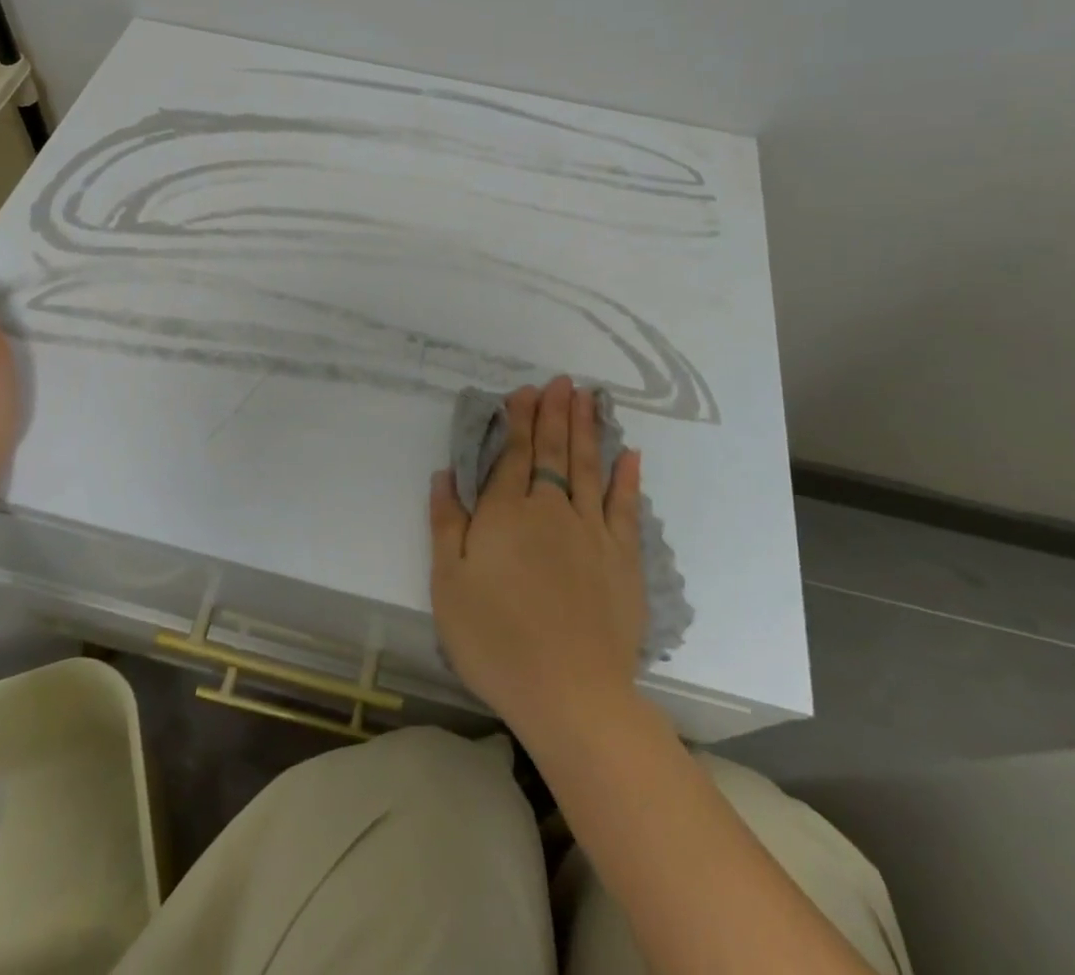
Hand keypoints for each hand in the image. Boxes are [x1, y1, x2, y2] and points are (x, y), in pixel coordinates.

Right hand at [429, 377, 647, 743]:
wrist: (568, 692)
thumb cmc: (495, 639)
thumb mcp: (448, 583)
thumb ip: (446, 523)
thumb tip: (444, 474)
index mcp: (505, 513)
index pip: (513, 454)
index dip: (519, 420)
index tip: (525, 391)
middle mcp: (550, 509)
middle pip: (552, 451)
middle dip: (555, 413)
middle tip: (561, 381)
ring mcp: (591, 530)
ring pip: (587, 466)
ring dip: (587, 429)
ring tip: (588, 398)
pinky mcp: (622, 558)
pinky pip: (625, 507)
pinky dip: (627, 478)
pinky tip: (630, 454)